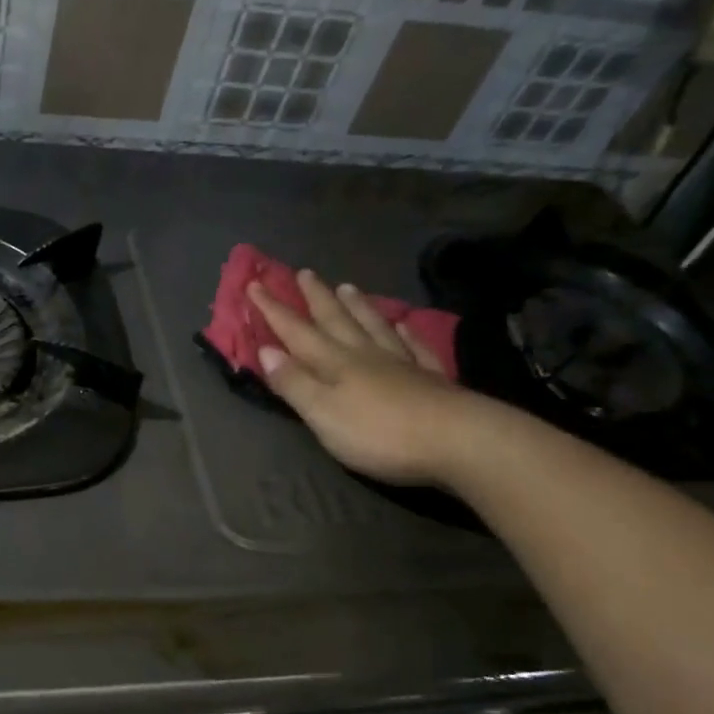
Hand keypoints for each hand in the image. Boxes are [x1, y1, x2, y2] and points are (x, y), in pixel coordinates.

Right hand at [247, 270, 475, 486]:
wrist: (458, 441)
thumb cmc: (379, 433)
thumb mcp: (323, 413)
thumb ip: (294, 382)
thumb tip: (266, 350)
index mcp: (334, 363)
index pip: (296, 331)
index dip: (274, 309)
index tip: (255, 283)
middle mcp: (365, 354)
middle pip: (336, 320)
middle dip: (316, 297)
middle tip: (304, 273)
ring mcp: (402, 364)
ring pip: (373, 326)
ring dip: (358, 307)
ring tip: (348, 287)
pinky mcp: (432, 379)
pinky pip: (415, 347)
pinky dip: (406, 333)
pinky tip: (403, 324)